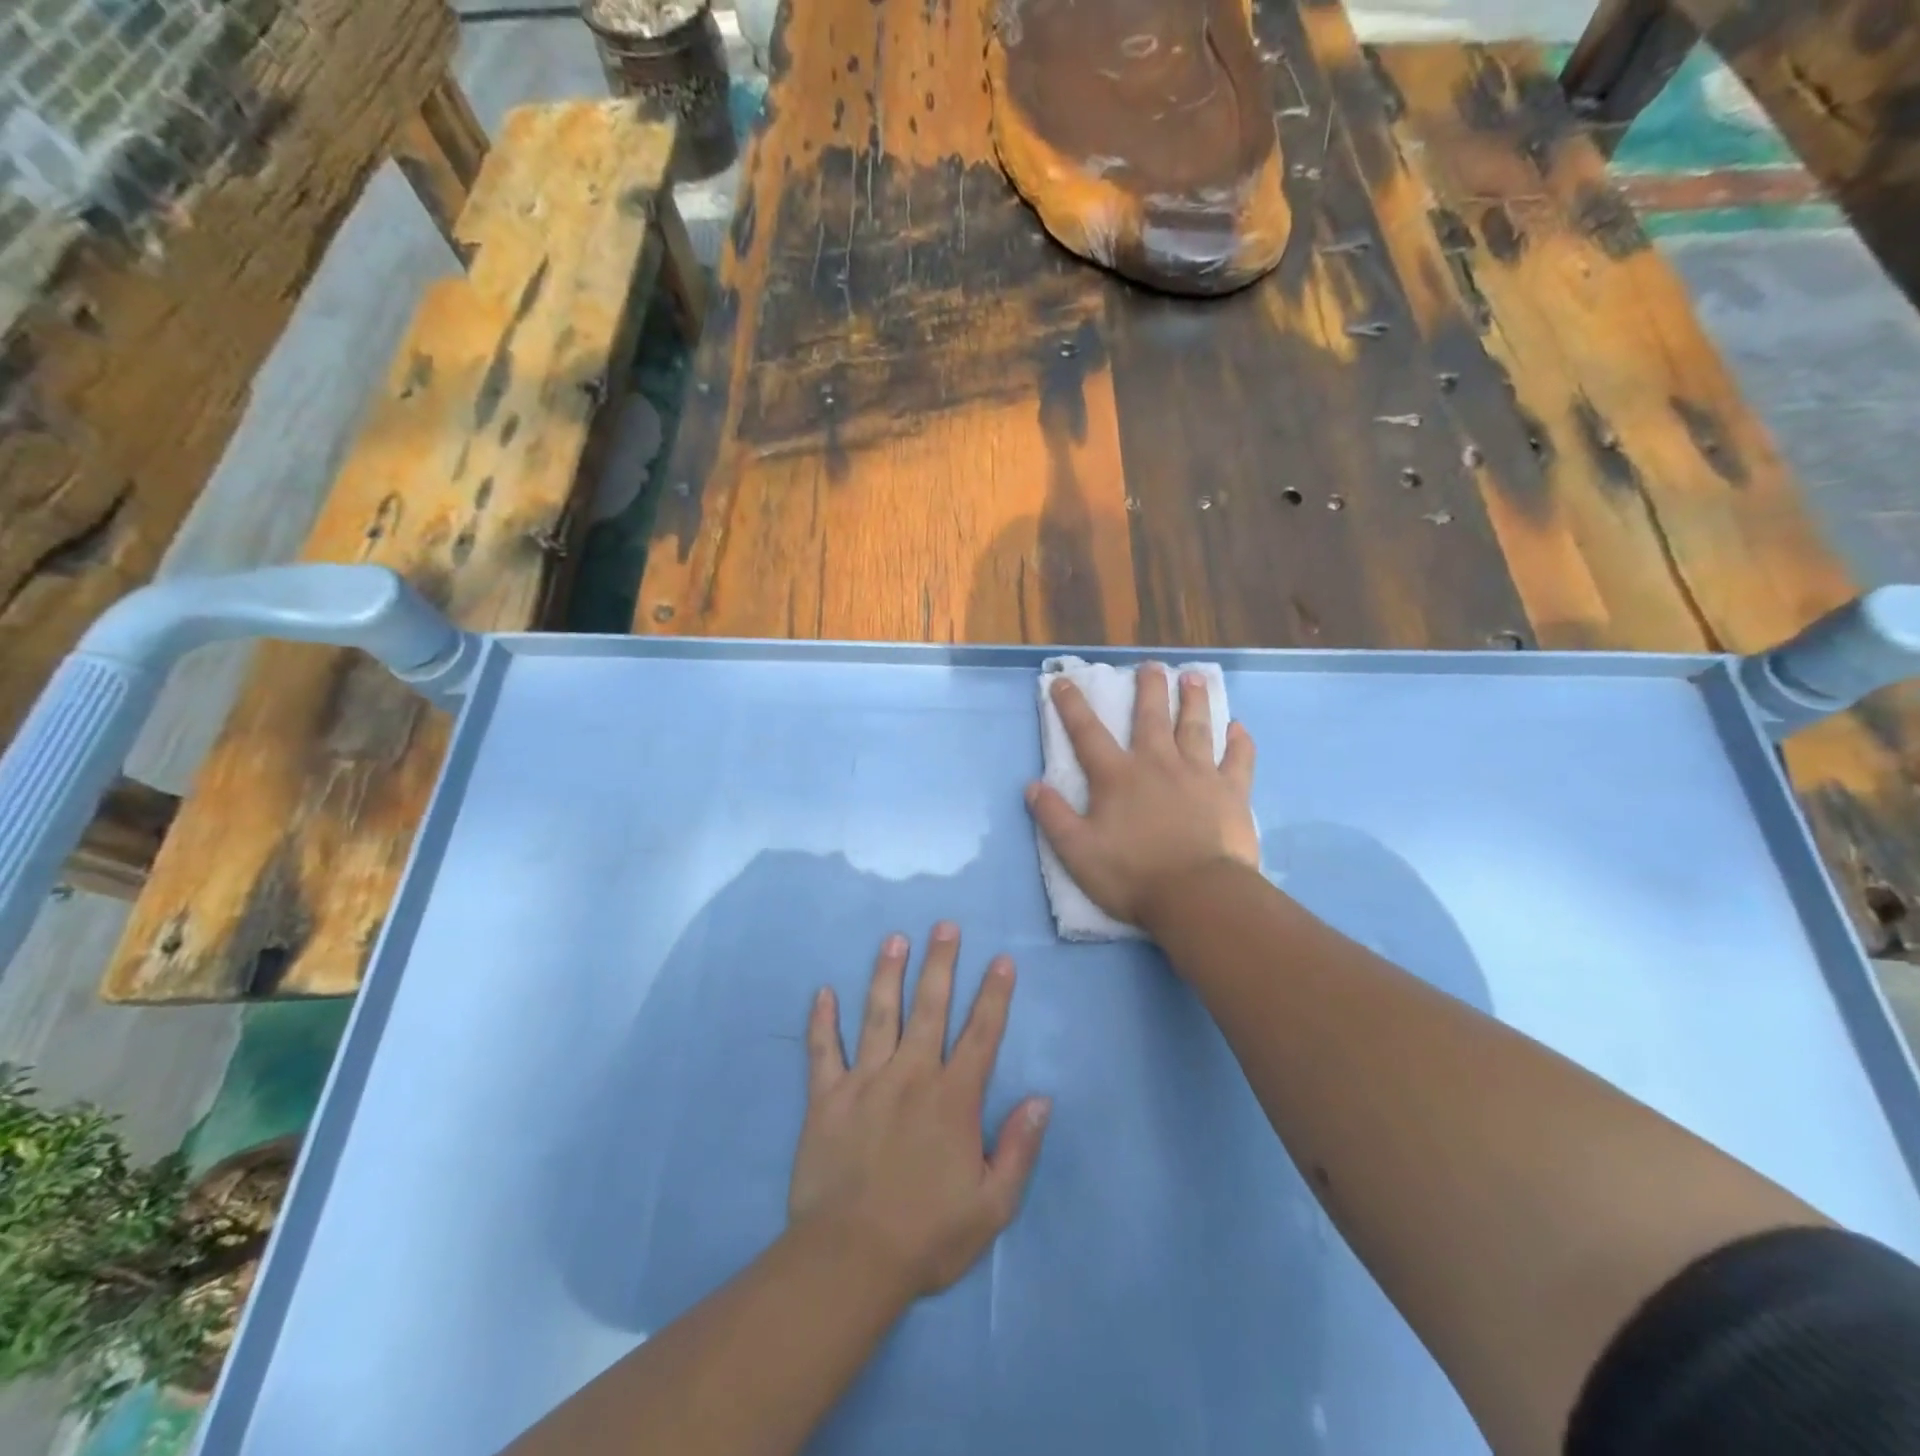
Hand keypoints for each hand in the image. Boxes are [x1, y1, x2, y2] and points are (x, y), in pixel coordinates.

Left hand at [789, 924, 1050, 1297]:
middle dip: (941, 963)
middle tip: (945, 925)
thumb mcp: (992, 1206)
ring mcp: (865, 1082)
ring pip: (878, 1015)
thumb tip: (1041, 1098)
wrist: (850, 1260)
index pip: (981, 1034)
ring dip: (887, 974)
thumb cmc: (928, 1236)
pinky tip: (822, 992)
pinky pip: (822, 1051)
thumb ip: (1019, 1148)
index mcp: (953, 1098)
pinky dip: (821, 1021)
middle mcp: (911, 1076)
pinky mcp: (826, 1098)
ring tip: (894, 938)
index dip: (994, 995)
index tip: (1002, 960)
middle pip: (930, 1008)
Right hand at [1026, 663, 1258, 930]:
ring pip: (1196, 727)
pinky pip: (1238, 760)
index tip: (1063, 681)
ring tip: (1194, 678)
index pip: (1087, 733)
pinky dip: (1239, 742)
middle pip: (1151, 717)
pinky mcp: (1231, 793)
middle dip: (1149, 688)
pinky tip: (1239, 727)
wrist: (1197, 896)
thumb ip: (1053, 816)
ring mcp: (1199, 775)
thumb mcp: (1077, 851)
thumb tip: (1032, 785)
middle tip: (1152, 666)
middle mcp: (1157, 764)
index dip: (1071, 705)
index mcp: (1117, 776)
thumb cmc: (1132, 875)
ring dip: (1194, 700)